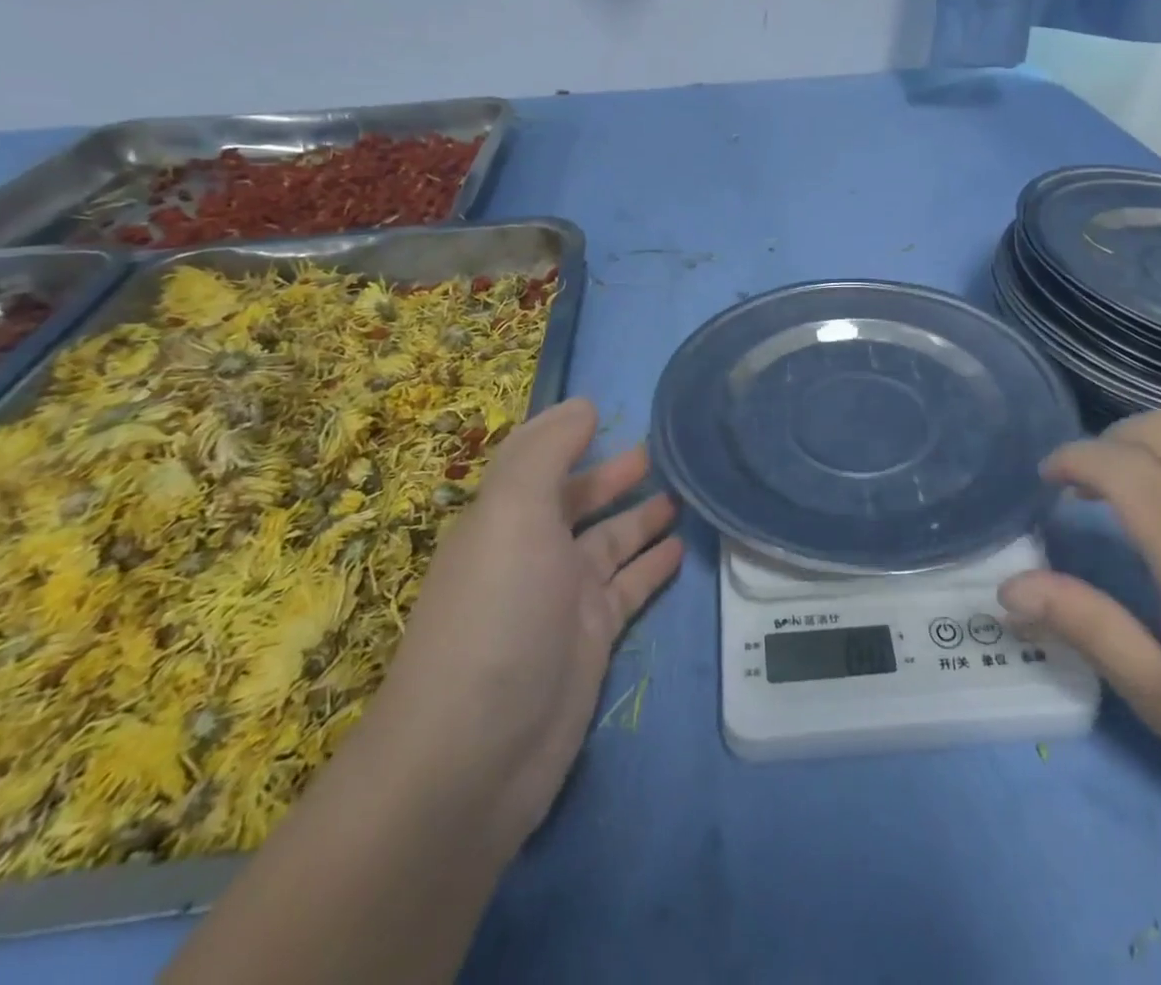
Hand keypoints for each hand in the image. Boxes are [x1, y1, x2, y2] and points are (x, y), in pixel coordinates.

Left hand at [372, 397, 682, 854]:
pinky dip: (652, 564)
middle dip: (613, 473)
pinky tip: (680, 545)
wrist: (475, 756)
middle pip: (578, 499)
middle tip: (663, 450)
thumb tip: (584, 404)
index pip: (537, 459)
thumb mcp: (513, 514)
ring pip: (611, 541)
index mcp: (505, 516)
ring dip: (641, 515)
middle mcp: (532, 550)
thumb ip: (547, 452)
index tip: (606, 409)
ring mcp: (564, 597)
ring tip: (685, 491)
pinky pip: (630, 587)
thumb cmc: (496, 613)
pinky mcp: (592, 638)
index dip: (566, 433)